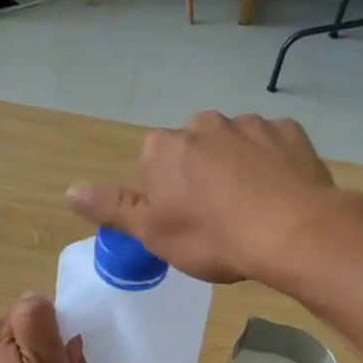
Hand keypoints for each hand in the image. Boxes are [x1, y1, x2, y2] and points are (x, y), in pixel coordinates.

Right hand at [66, 112, 351, 284]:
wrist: (292, 232)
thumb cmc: (212, 238)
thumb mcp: (154, 233)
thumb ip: (113, 208)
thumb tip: (70, 190)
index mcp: (163, 148)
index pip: (153, 166)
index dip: (167, 197)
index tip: (185, 224)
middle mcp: (203, 124)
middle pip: (193, 151)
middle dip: (201, 177)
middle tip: (218, 219)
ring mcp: (249, 124)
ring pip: (234, 146)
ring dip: (238, 169)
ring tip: (253, 211)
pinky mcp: (290, 131)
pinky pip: (273, 146)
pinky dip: (273, 165)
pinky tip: (280, 195)